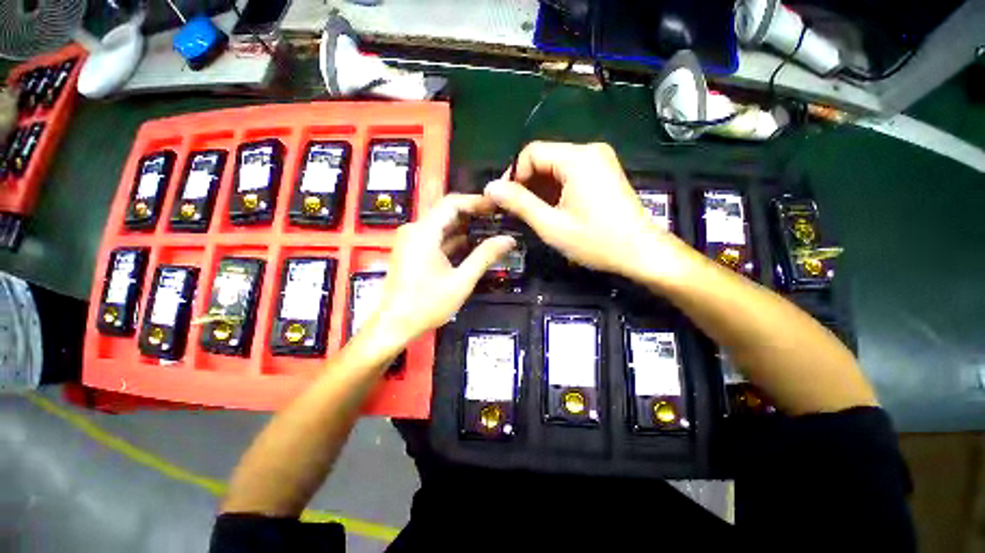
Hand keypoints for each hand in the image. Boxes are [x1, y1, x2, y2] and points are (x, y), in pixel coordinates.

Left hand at [370, 194, 515, 345]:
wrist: (393, 325)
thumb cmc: (426, 304)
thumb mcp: (461, 281)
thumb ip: (485, 257)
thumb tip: (508, 240)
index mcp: (424, 232)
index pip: (452, 203)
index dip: (476, 201)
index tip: (497, 206)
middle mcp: (415, 230)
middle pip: (447, 212)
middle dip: (473, 214)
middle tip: (498, 218)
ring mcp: (412, 240)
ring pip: (442, 224)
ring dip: (465, 227)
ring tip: (490, 230)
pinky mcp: (412, 251)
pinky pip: (436, 237)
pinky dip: (454, 239)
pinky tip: (472, 245)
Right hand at [485, 141, 695, 283]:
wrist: (641, 252)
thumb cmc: (596, 241)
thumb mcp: (551, 225)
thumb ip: (519, 204)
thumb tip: (490, 188)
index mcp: (577, 158)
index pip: (531, 153)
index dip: (513, 176)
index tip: (504, 201)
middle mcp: (589, 151)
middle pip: (544, 159)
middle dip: (526, 184)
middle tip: (515, 211)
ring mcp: (599, 161)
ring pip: (556, 168)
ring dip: (539, 189)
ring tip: (531, 214)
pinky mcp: (603, 173)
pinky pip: (570, 174)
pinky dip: (555, 190)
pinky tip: (550, 209)